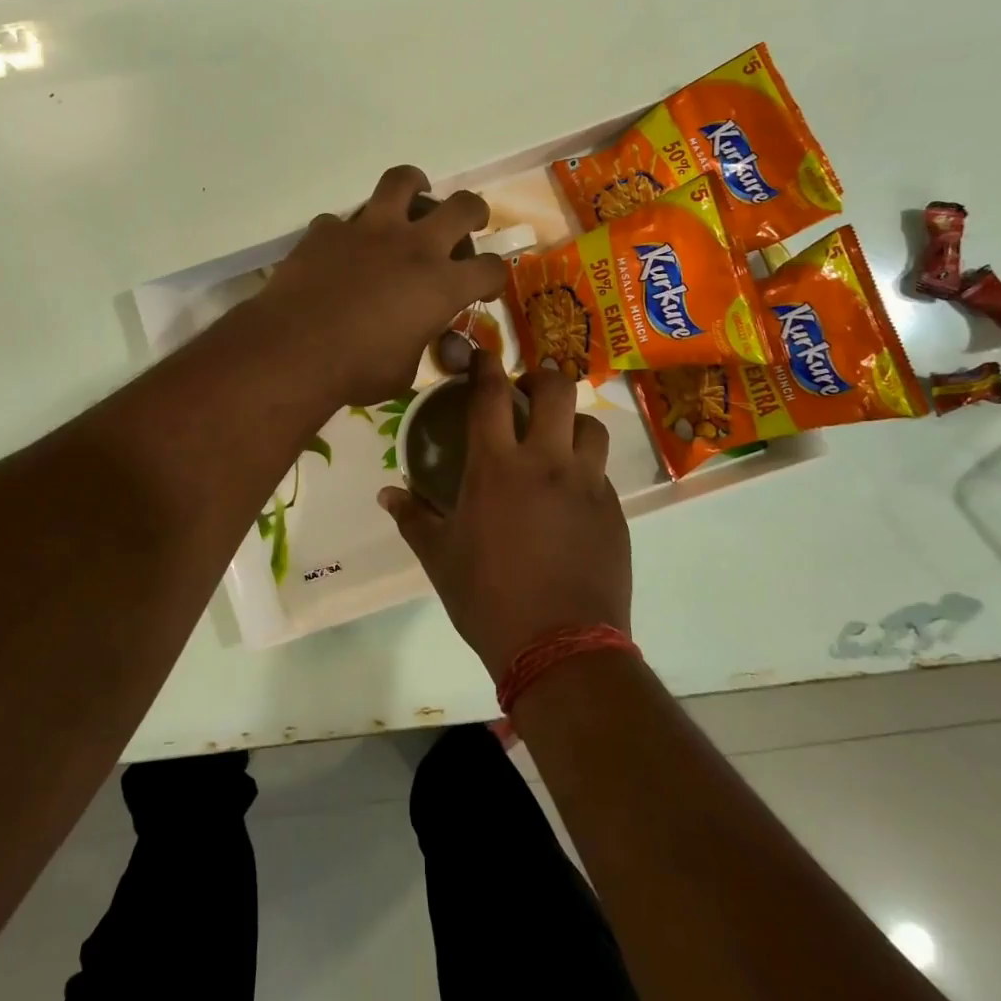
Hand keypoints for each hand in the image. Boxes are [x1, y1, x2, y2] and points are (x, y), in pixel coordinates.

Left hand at [255, 166, 506, 406]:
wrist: (294, 351)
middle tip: (467, 224)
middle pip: (462, 206)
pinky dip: (348, 232)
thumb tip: (416, 338)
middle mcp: (414, 247)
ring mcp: (369, 230)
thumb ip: (419, 345)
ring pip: (402, 182)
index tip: (485, 288)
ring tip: (414, 195)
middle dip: (474, 212)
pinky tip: (344, 248)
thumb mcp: (404, 372)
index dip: (494, 278)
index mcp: (441, 285)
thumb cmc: (356, 370)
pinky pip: (343, 220)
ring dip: (415, 186)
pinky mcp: (328, 230)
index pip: (490, 269)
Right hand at [380, 352, 630, 678]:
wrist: (560, 646)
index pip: (490, 396)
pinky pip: (602, 471)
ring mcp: (587, 484)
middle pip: (556, 390)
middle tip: (527, 394)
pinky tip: (570, 494)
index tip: (482, 354)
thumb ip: (413, 517)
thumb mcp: (440, 557)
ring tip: (556, 440)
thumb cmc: (488, 598)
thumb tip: (386, 494)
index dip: (486, 366)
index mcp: (496, 467)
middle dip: (541, 378)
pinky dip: (586, 467)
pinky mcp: (614, 510)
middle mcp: (546, 462)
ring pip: (591, 425)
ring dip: (571, 422)